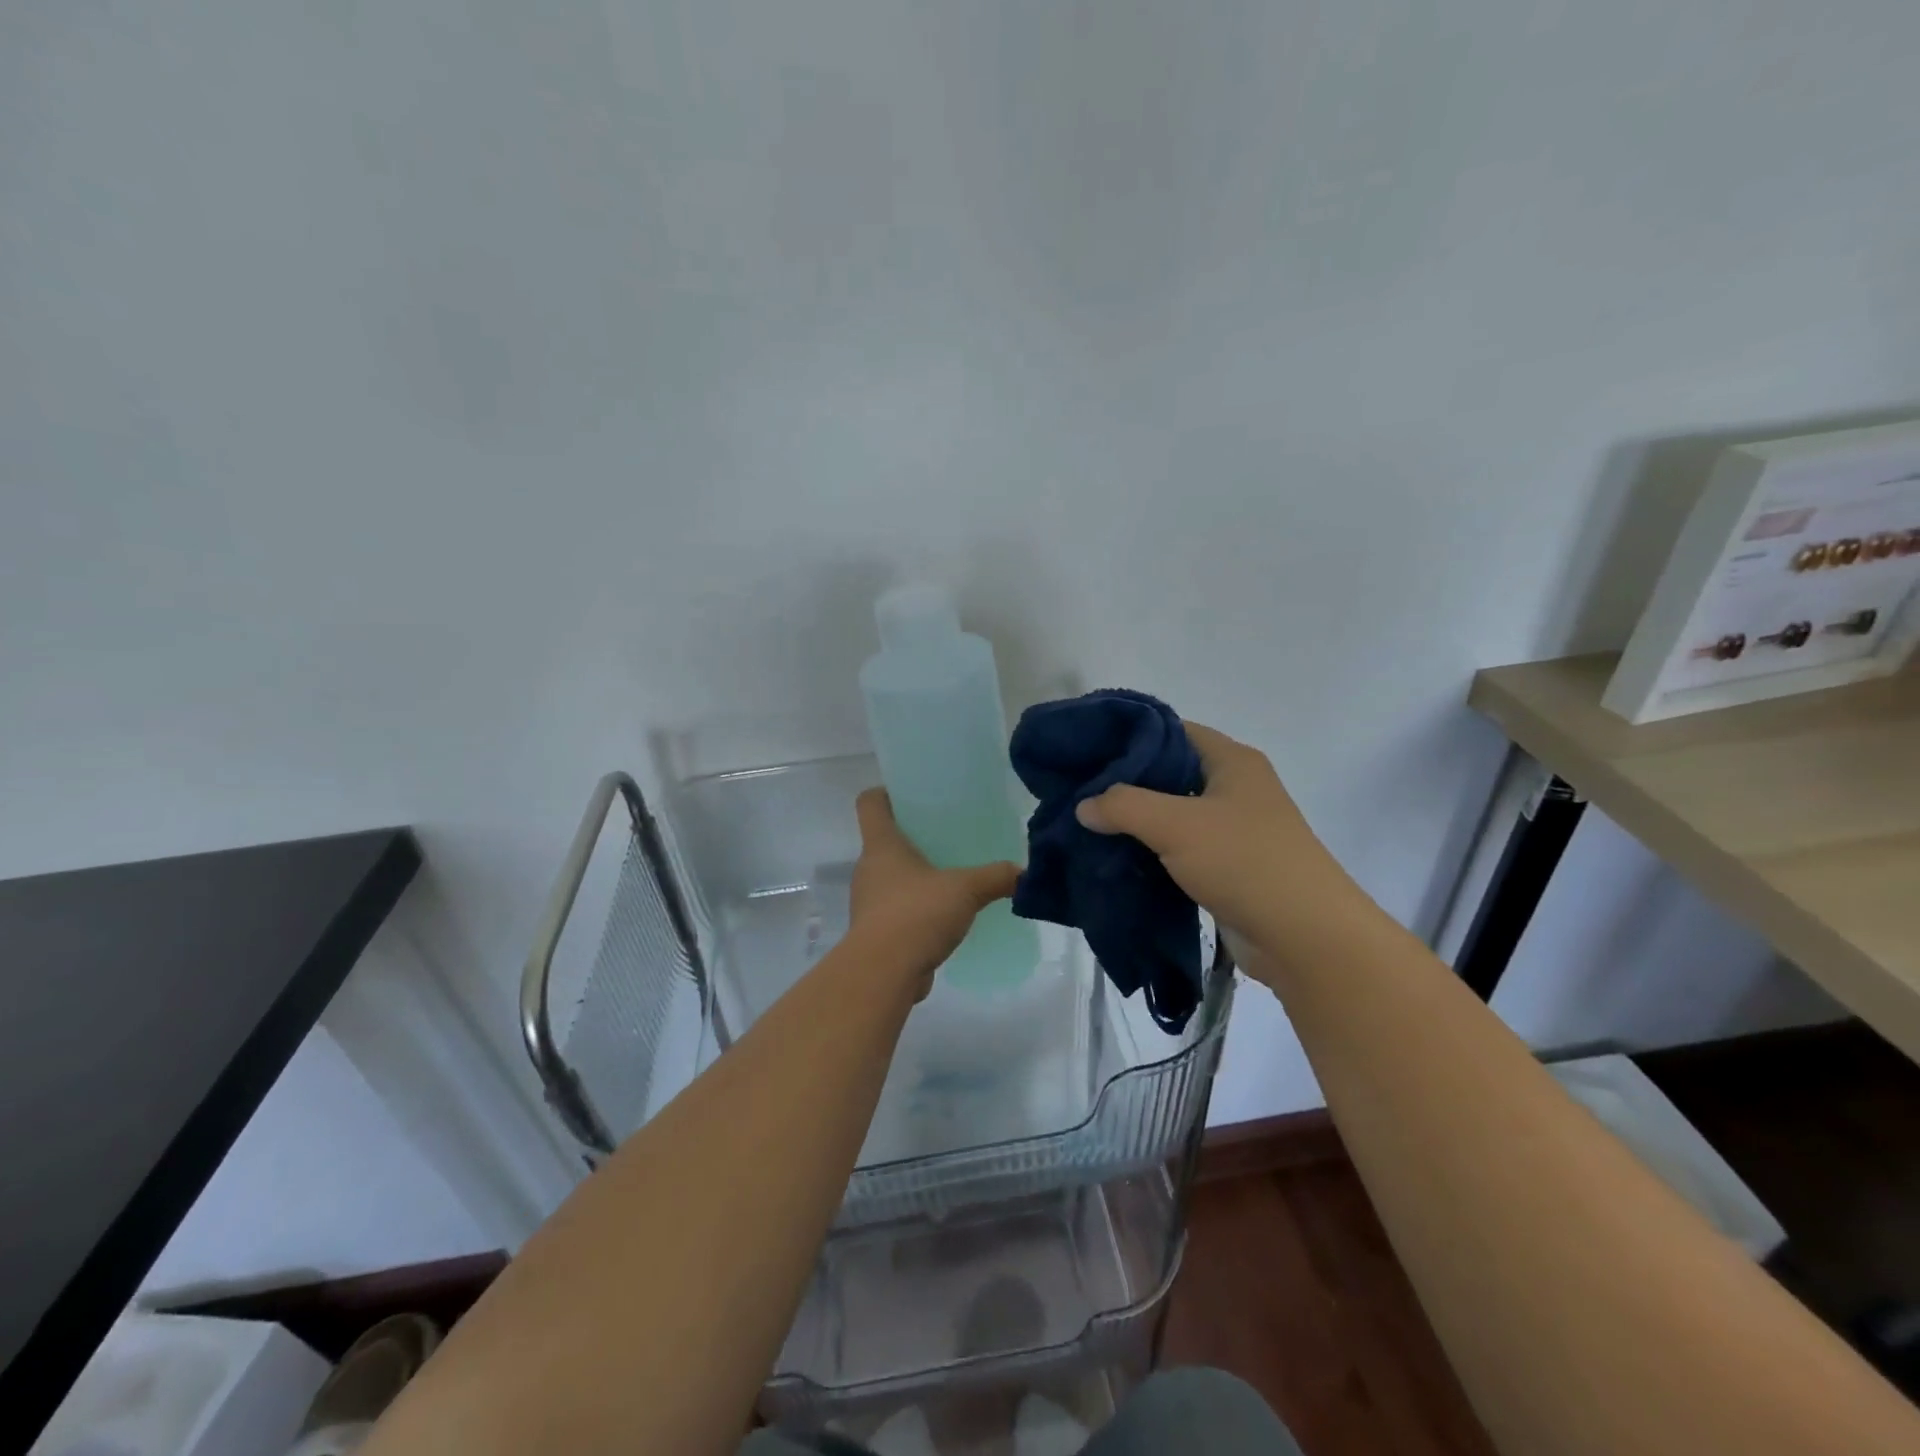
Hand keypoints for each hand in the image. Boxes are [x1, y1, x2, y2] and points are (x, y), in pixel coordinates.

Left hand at [848, 788, 1019, 997]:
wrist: (883, 974)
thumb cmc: (916, 914)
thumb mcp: (965, 889)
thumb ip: (996, 877)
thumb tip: (1025, 873)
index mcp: (882, 845)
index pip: (870, 803)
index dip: (887, 793)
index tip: (913, 795)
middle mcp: (869, 869)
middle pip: (885, 840)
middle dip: (914, 837)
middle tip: (948, 837)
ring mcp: (870, 902)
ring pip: (893, 878)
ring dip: (917, 877)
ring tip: (952, 878)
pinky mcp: (878, 933)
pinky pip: (898, 911)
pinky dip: (918, 910)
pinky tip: (946, 917)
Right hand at [1074, 721, 1351, 954]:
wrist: (1306, 939)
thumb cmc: (1245, 862)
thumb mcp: (1175, 825)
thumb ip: (1123, 806)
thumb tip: (1083, 806)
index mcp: (1231, 761)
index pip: (1172, 730)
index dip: (1129, 736)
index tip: (1087, 749)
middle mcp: (1234, 788)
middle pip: (1169, 773)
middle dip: (1125, 783)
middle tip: (1079, 790)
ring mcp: (1233, 830)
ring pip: (1172, 814)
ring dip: (1136, 822)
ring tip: (1088, 825)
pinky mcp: (1228, 867)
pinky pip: (1180, 849)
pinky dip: (1151, 852)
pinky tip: (1116, 860)